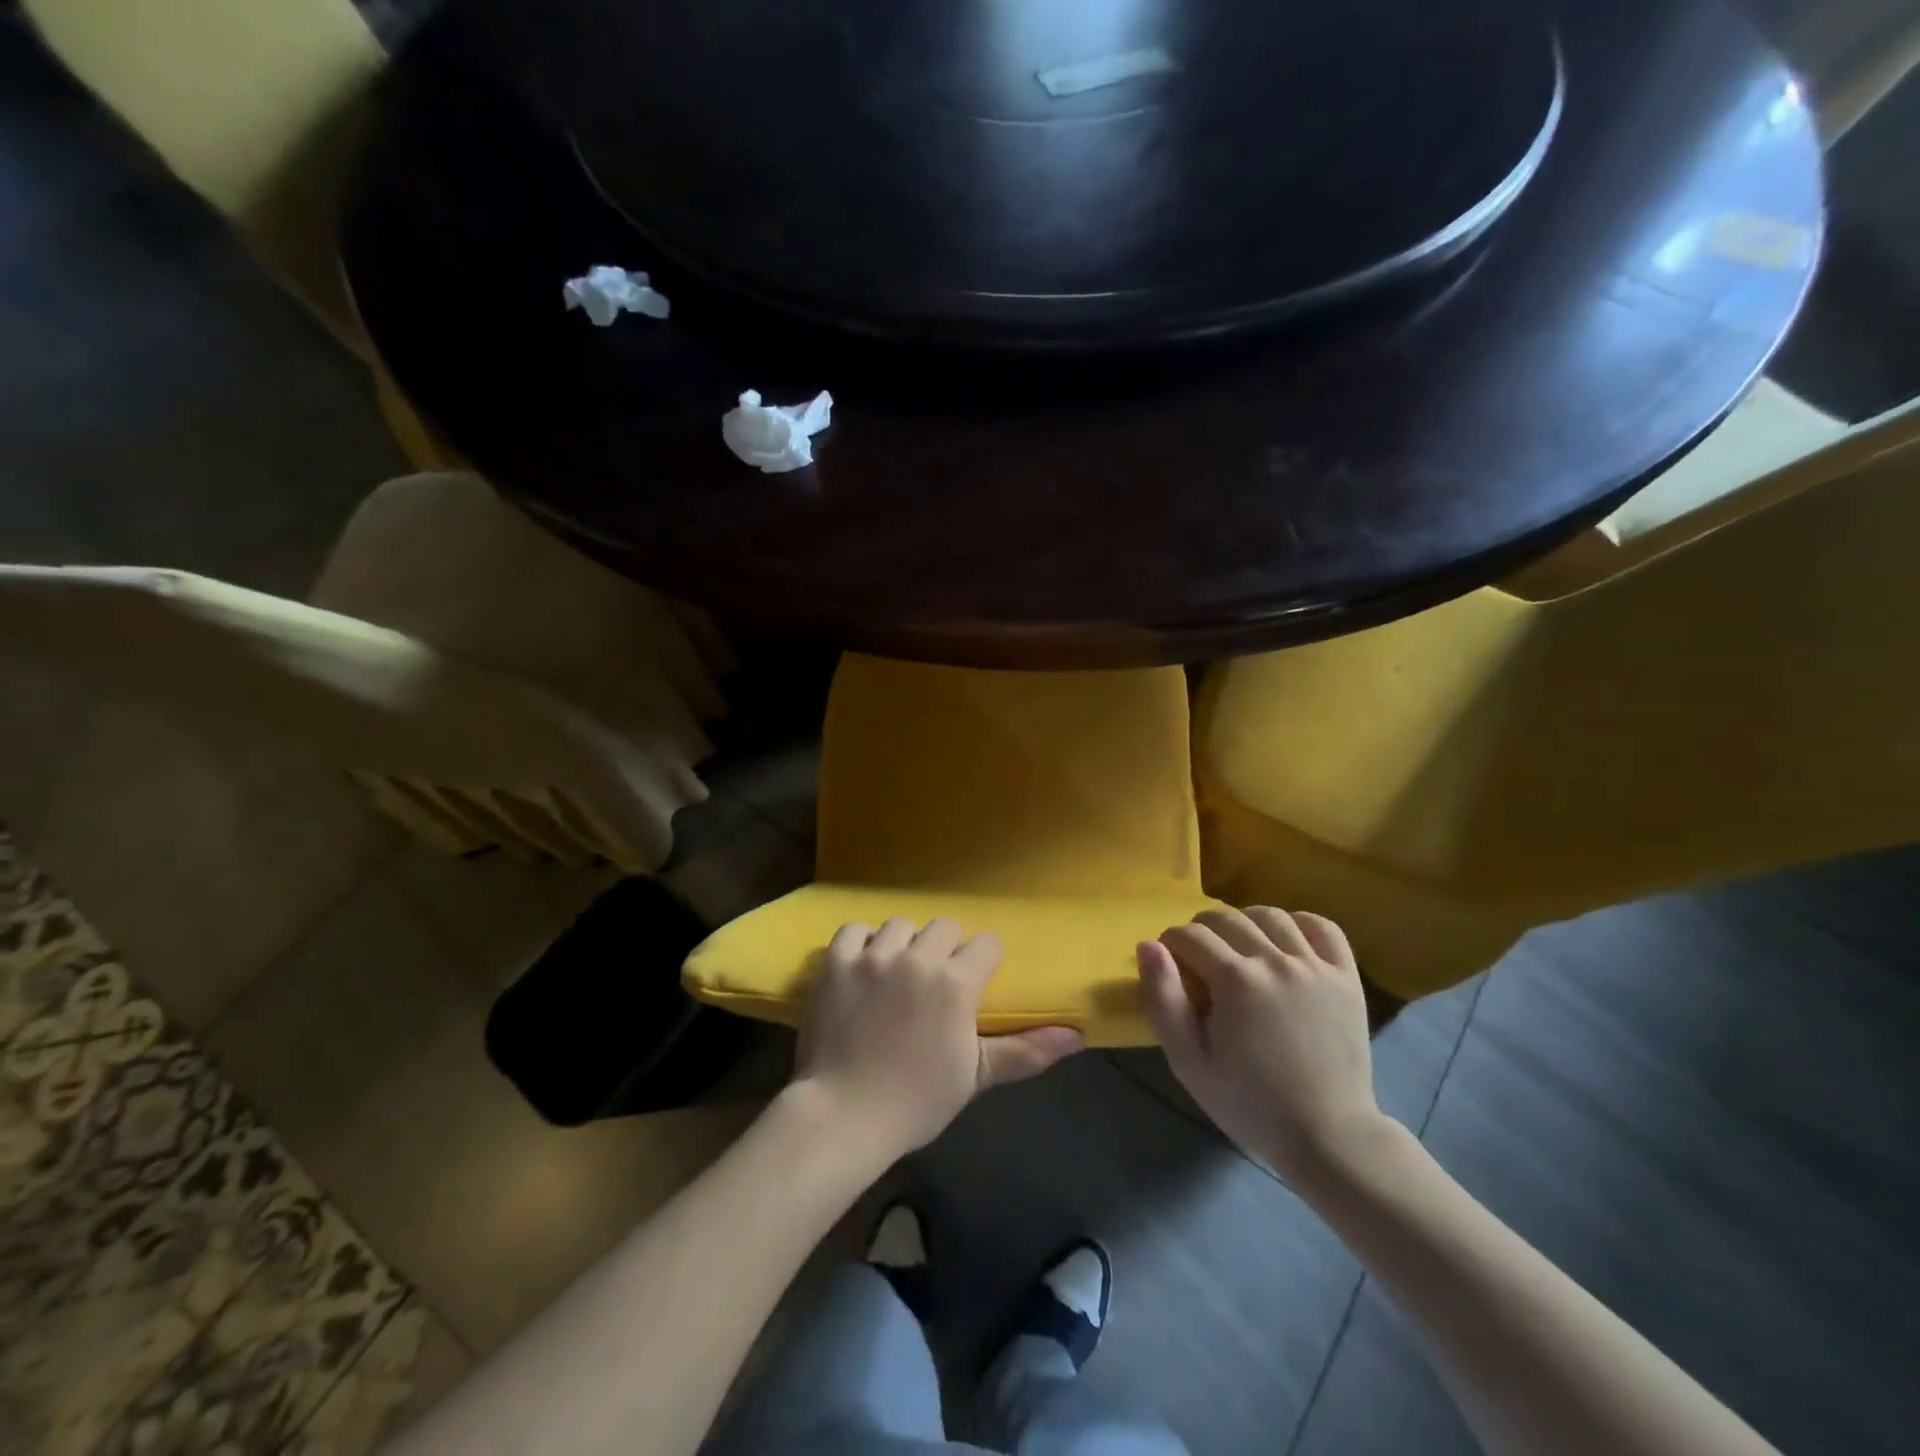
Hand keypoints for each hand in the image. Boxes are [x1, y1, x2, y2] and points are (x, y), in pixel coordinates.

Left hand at [792, 917, 1083, 1160]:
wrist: (844, 1116)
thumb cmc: (917, 1100)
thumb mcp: (976, 1076)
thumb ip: (1026, 1050)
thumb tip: (1078, 1037)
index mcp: (956, 984)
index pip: (986, 943)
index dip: (984, 961)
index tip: (975, 982)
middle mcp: (917, 958)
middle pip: (944, 926)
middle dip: (946, 948)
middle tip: (934, 980)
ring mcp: (873, 957)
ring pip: (899, 924)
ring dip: (903, 943)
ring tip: (896, 972)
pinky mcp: (836, 962)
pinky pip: (854, 930)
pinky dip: (860, 943)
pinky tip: (862, 966)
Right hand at [1138, 907, 1380, 1182]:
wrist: (1328, 1137)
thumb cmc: (1249, 1102)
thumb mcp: (1189, 1061)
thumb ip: (1162, 1000)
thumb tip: (1148, 946)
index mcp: (1235, 980)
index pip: (1189, 935)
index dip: (1170, 944)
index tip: (1171, 966)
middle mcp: (1275, 961)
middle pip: (1226, 918)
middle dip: (1201, 931)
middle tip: (1199, 960)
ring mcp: (1315, 966)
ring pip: (1270, 915)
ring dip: (1244, 921)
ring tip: (1238, 947)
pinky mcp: (1346, 976)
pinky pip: (1321, 927)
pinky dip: (1300, 923)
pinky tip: (1285, 941)